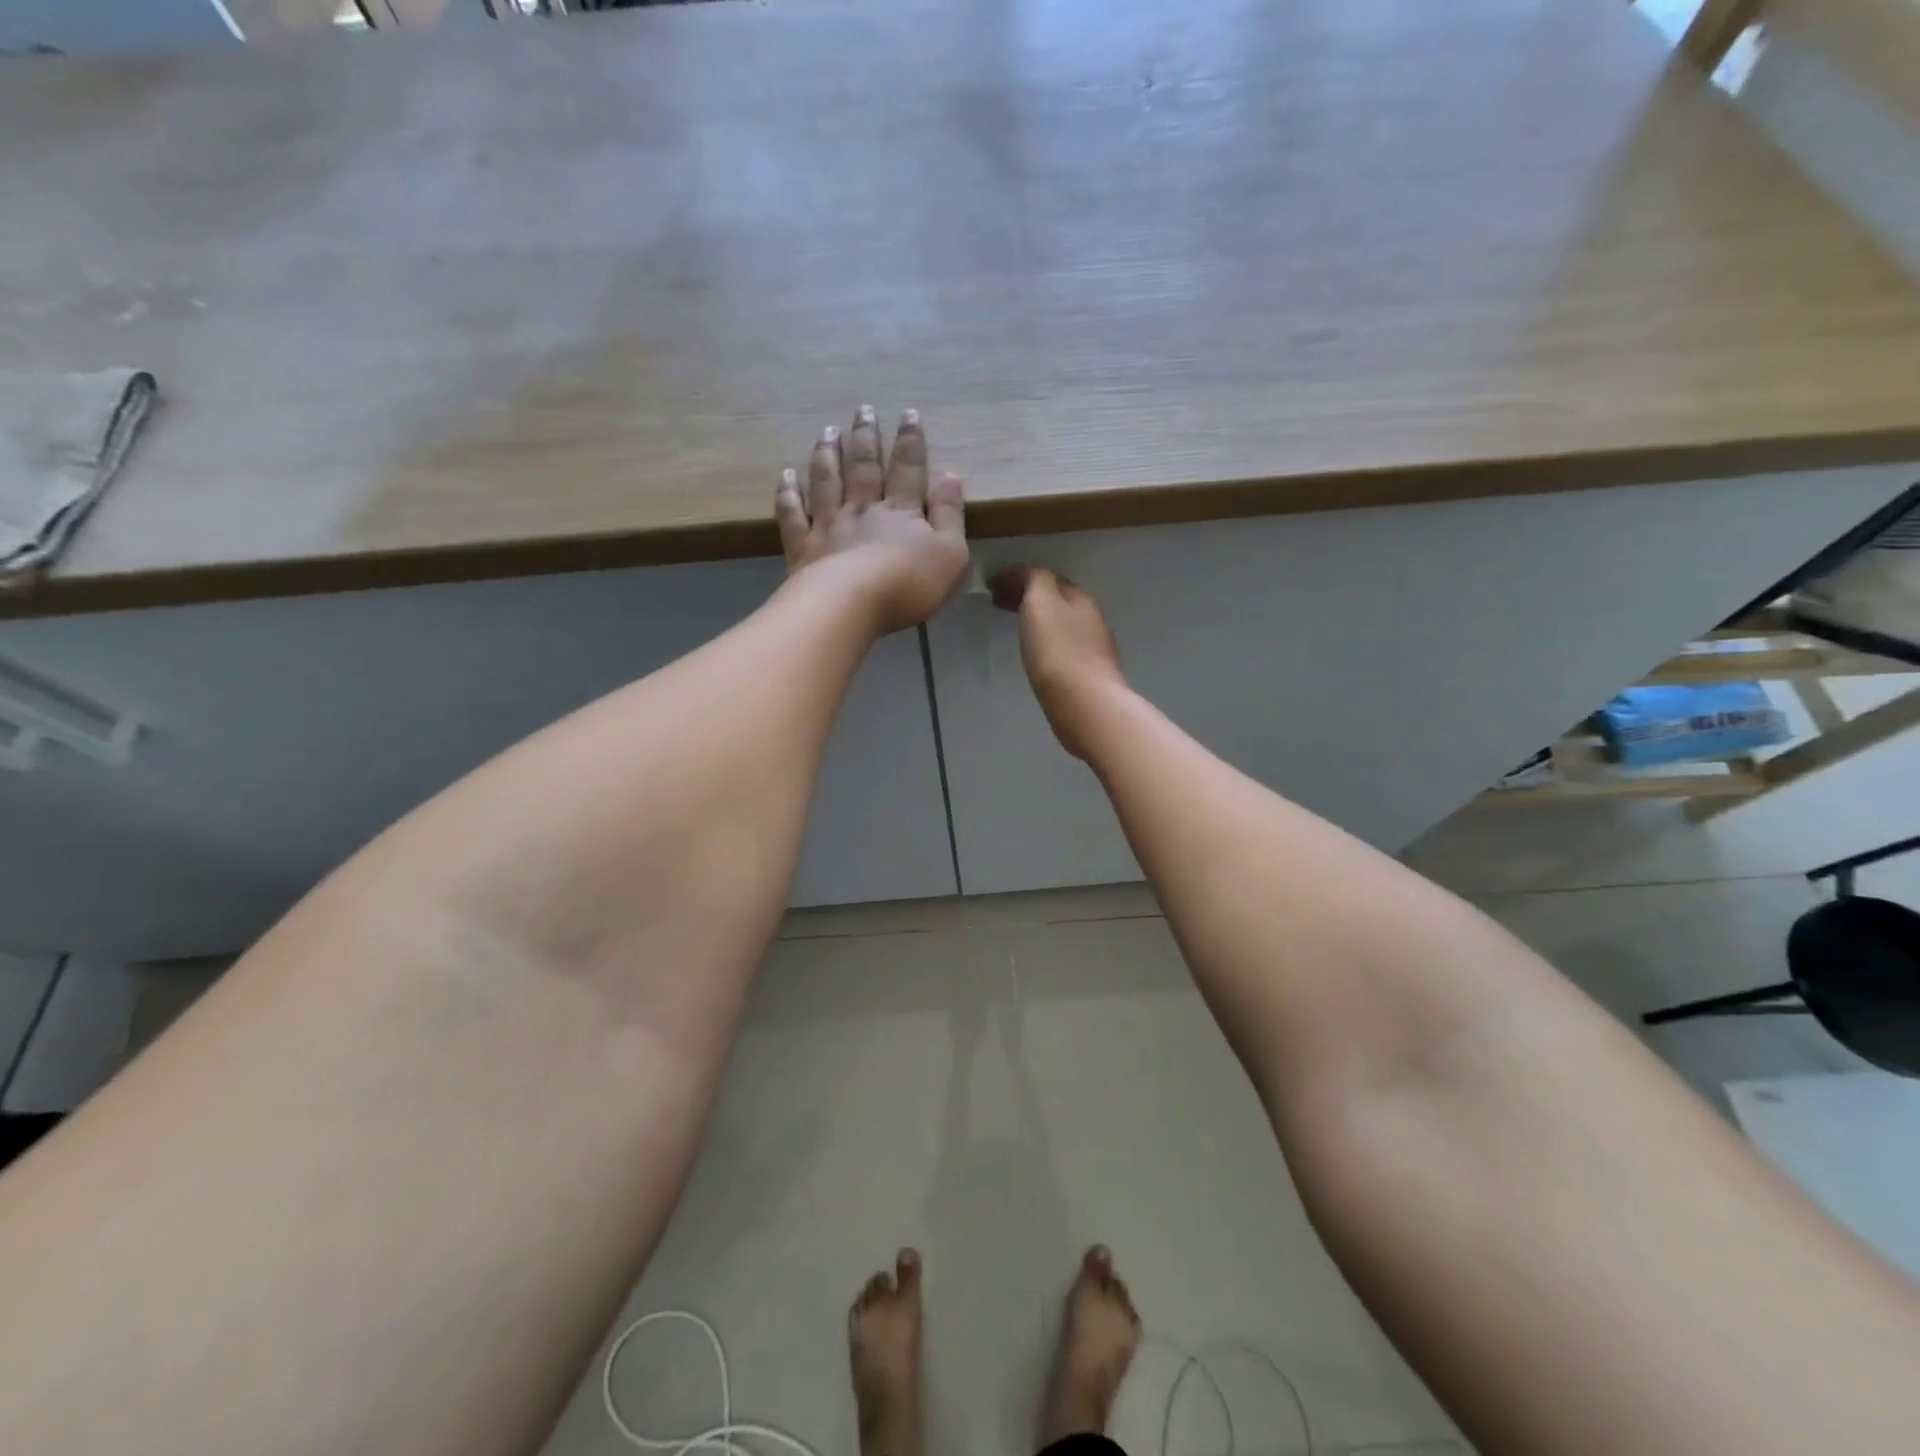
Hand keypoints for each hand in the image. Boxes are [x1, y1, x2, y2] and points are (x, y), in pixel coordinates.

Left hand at [777, 406, 968, 635]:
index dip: (910, 442)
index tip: (908, 414)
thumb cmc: (908, 584)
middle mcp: (862, 510)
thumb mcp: (950, 554)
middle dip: (865, 437)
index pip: (908, 469)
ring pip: (827, 482)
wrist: (851, 606)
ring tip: (827, 432)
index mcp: (900, 512)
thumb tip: (951, 476)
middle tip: (862, 410)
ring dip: (827, 454)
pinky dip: (789, 493)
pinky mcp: (803, 548)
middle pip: (863, 467)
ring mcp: (828, 526)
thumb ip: (951, 515)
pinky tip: (786, 476)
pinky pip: (793, 514)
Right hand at [989, 566, 1127, 759]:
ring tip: (1016, 628)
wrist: (1085, 705)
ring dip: (1040, 621)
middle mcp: (1092, 619)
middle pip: (1058, 601)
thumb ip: (1034, 580)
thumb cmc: (1057, 651)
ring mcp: (1094, 650)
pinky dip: (1048, 643)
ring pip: (1063, 625)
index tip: (992, 586)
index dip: (1019, 578)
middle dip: (1030, 598)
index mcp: (1079, 598)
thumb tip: (1027, 576)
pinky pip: (1065, 649)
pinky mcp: (1090, 677)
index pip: (1048, 578)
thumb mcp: (1041, 602)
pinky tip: (1037, 656)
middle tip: (999, 604)